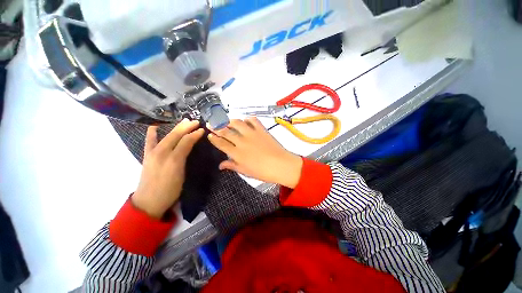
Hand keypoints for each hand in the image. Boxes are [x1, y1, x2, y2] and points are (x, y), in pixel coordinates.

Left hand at [132, 119, 204, 218]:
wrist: (149, 201)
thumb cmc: (170, 190)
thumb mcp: (181, 174)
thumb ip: (184, 158)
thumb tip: (189, 146)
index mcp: (174, 159)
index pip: (186, 142)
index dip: (195, 134)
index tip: (202, 130)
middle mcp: (162, 153)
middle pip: (175, 136)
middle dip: (186, 127)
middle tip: (195, 121)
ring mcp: (153, 153)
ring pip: (166, 136)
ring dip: (175, 128)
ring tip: (183, 121)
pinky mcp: (147, 156)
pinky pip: (149, 142)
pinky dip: (152, 134)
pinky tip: (154, 127)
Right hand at [208, 117, 302, 187]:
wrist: (281, 165)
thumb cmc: (262, 172)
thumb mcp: (245, 171)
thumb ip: (232, 166)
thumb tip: (220, 165)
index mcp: (237, 153)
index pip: (221, 143)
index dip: (213, 138)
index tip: (209, 134)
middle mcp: (242, 141)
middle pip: (225, 131)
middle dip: (216, 127)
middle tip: (211, 123)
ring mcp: (252, 134)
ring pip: (237, 123)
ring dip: (229, 121)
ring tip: (226, 121)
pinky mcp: (261, 130)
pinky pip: (252, 120)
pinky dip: (247, 119)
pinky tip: (245, 121)